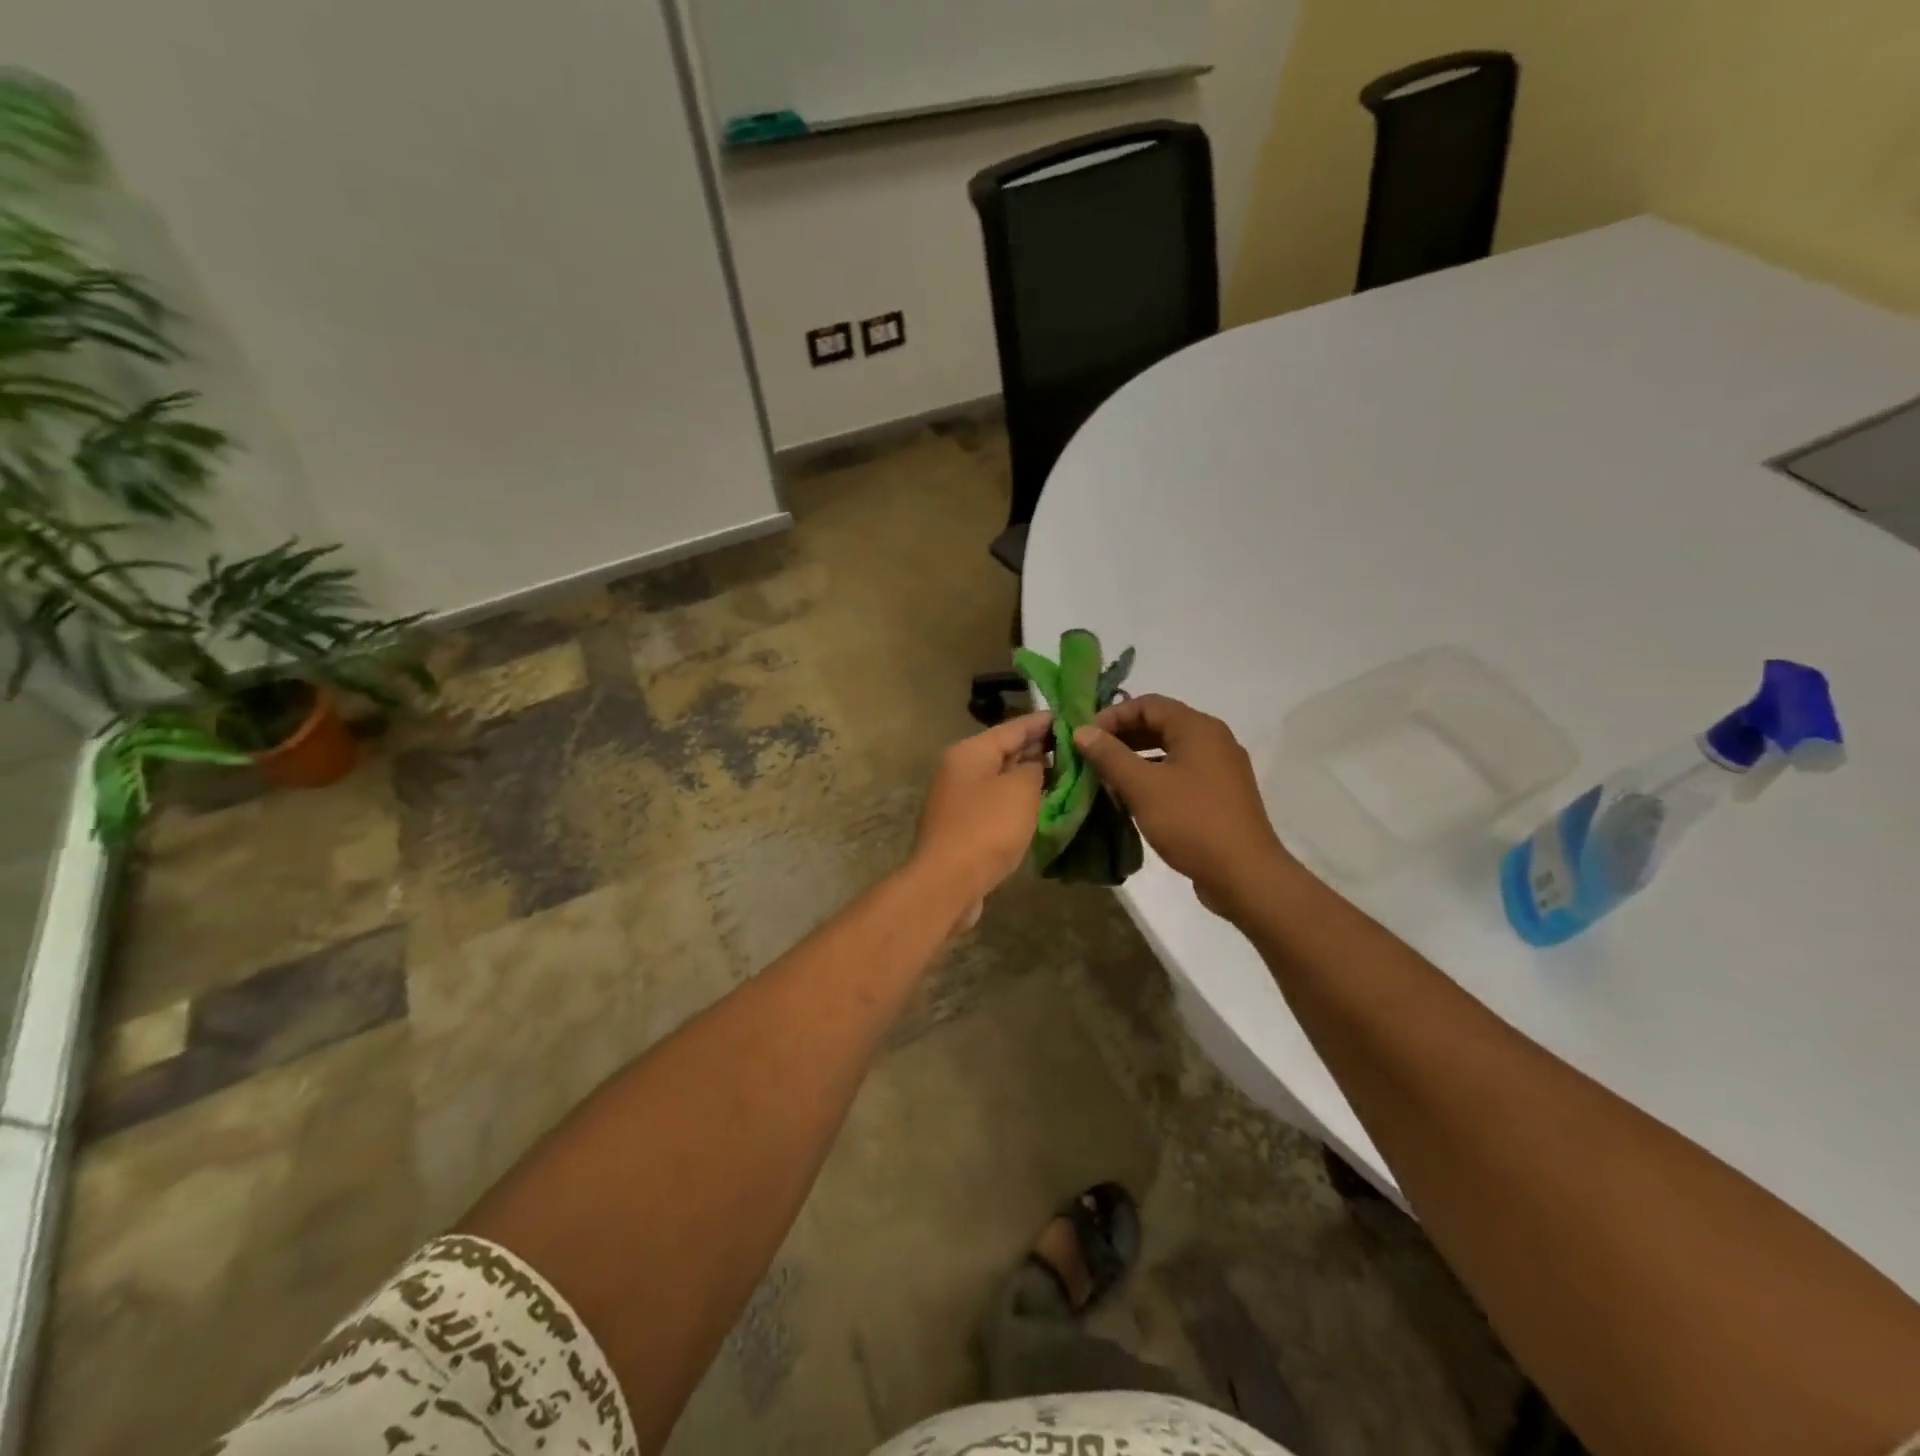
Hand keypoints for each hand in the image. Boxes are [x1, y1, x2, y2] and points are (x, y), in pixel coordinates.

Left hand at [910, 711, 1050, 922]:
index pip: (1014, 726)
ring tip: (1064, 773)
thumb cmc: (987, 828)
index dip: (1044, 722)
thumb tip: (1034, 765)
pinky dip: (1017, 800)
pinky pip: (995, 802)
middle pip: (1004, 751)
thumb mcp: (1020, 790)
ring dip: (1028, 776)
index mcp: (971, 751)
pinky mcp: (962, 825)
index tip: (1071, 717)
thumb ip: (1034, 769)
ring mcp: (958, 798)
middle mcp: (960, 768)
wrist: (947, 882)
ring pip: (1000, 778)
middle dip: (1037, 748)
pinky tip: (1039, 805)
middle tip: (1074, 747)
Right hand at [1072, 695, 1293, 916]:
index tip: (1085, 738)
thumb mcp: (1142, 787)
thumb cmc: (1192, 822)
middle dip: (1122, 737)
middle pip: (1160, 724)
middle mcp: (1213, 740)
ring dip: (1136, 758)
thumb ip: (1109, 755)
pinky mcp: (1221, 795)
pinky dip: (1154, 777)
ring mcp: (1220, 768)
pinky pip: (1181, 773)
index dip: (1112, 715)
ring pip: (1169, 750)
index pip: (1147, 703)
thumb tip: (1082, 731)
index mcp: (1198, 728)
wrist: (1245, 875)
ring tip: (1105, 777)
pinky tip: (1133, 798)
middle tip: (1090, 757)